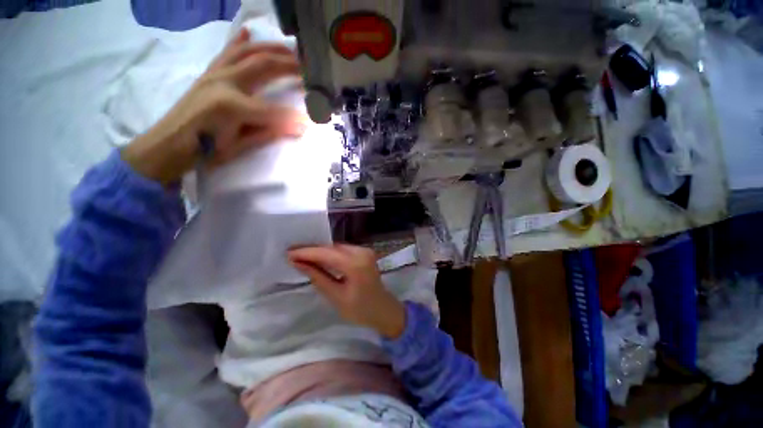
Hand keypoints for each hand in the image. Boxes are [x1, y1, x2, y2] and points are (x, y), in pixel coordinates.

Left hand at [122, 29, 304, 184]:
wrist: (170, 142)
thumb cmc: (205, 150)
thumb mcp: (239, 147)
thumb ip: (269, 133)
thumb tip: (298, 127)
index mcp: (232, 105)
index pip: (274, 110)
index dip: (294, 117)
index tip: (310, 120)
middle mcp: (224, 81)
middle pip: (263, 65)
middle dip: (289, 65)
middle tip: (308, 68)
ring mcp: (215, 74)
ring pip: (247, 52)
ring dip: (271, 48)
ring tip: (289, 49)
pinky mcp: (210, 73)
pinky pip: (227, 52)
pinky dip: (239, 41)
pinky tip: (249, 32)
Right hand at [288, 244, 406, 338]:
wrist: (383, 309)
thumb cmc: (360, 309)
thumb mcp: (335, 296)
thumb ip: (318, 277)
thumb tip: (298, 263)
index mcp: (356, 264)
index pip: (326, 254)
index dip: (306, 252)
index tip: (288, 253)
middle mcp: (361, 252)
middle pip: (332, 248)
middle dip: (312, 250)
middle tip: (291, 253)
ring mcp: (365, 250)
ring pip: (337, 247)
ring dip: (320, 251)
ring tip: (301, 255)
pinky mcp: (364, 252)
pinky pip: (343, 250)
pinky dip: (330, 253)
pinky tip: (319, 257)